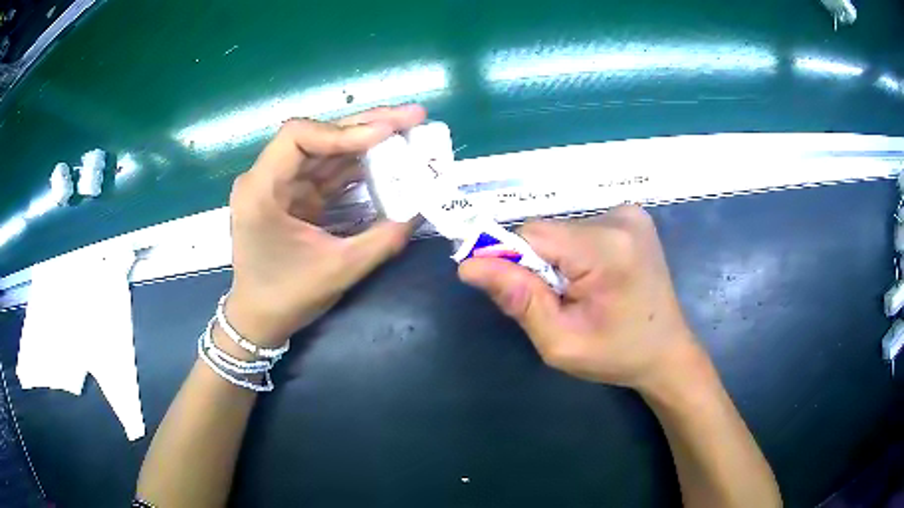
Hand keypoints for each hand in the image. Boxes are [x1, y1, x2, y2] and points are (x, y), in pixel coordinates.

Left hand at [224, 105, 426, 347]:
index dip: (343, 131)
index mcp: (261, 190)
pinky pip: (327, 171)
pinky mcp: (293, 195)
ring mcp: (280, 184)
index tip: (386, 134)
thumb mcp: (338, 270)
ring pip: (326, 150)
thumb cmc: (286, 297)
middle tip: (412, 117)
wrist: (258, 319)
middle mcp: (266, 178)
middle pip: (317, 136)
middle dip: (366, 126)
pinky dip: (357, 164)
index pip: (298, 137)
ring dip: (366, 141)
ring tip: (408, 132)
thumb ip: (383, 238)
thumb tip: (422, 209)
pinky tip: (387, 158)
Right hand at [458, 205, 706, 392]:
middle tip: (559, 302)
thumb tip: (470, 265)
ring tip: (582, 294)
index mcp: (607, 249)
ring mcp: (630, 214)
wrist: (667, 351)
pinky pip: (581, 228)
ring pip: (562, 230)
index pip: (532, 234)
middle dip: (539, 266)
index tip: (521, 296)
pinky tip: (596, 278)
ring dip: (558, 260)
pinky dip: (575, 252)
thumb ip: (519, 301)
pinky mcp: (632, 217)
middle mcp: (620, 218)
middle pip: (548, 231)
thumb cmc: (617, 355)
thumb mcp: (561, 343)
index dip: (514, 263)